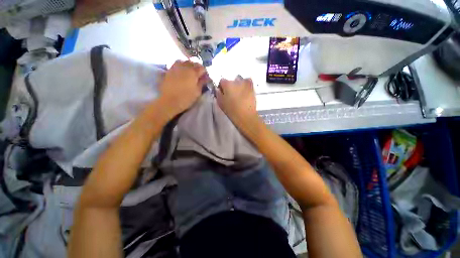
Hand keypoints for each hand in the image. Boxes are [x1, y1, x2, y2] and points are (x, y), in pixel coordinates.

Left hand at [158, 60, 207, 117]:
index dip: (204, 72)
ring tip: (189, 72)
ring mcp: (175, 67)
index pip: (202, 68)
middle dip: (197, 68)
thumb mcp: (197, 92)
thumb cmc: (186, 98)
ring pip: (184, 61)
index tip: (205, 78)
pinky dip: (181, 66)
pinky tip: (181, 73)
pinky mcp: (169, 70)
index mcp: (193, 72)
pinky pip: (176, 64)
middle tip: (198, 75)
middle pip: (193, 63)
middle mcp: (184, 67)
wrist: (169, 101)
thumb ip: (202, 83)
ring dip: (188, 65)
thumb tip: (206, 78)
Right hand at [216, 76, 258, 128]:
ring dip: (238, 85)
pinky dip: (246, 85)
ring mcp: (245, 83)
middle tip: (231, 95)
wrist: (245, 116)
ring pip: (240, 81)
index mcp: (227, 84)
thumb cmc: (231, 111)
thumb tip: (218, 90)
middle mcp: (236, 81)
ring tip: (239, 94)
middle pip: (231, 81)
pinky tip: (245, 92)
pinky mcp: (252, 87)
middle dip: (230, 87)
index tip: (223, 93)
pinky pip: (248, 82)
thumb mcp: (221, 103)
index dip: (222, 88)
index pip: (222, 81)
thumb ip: (218, 94)